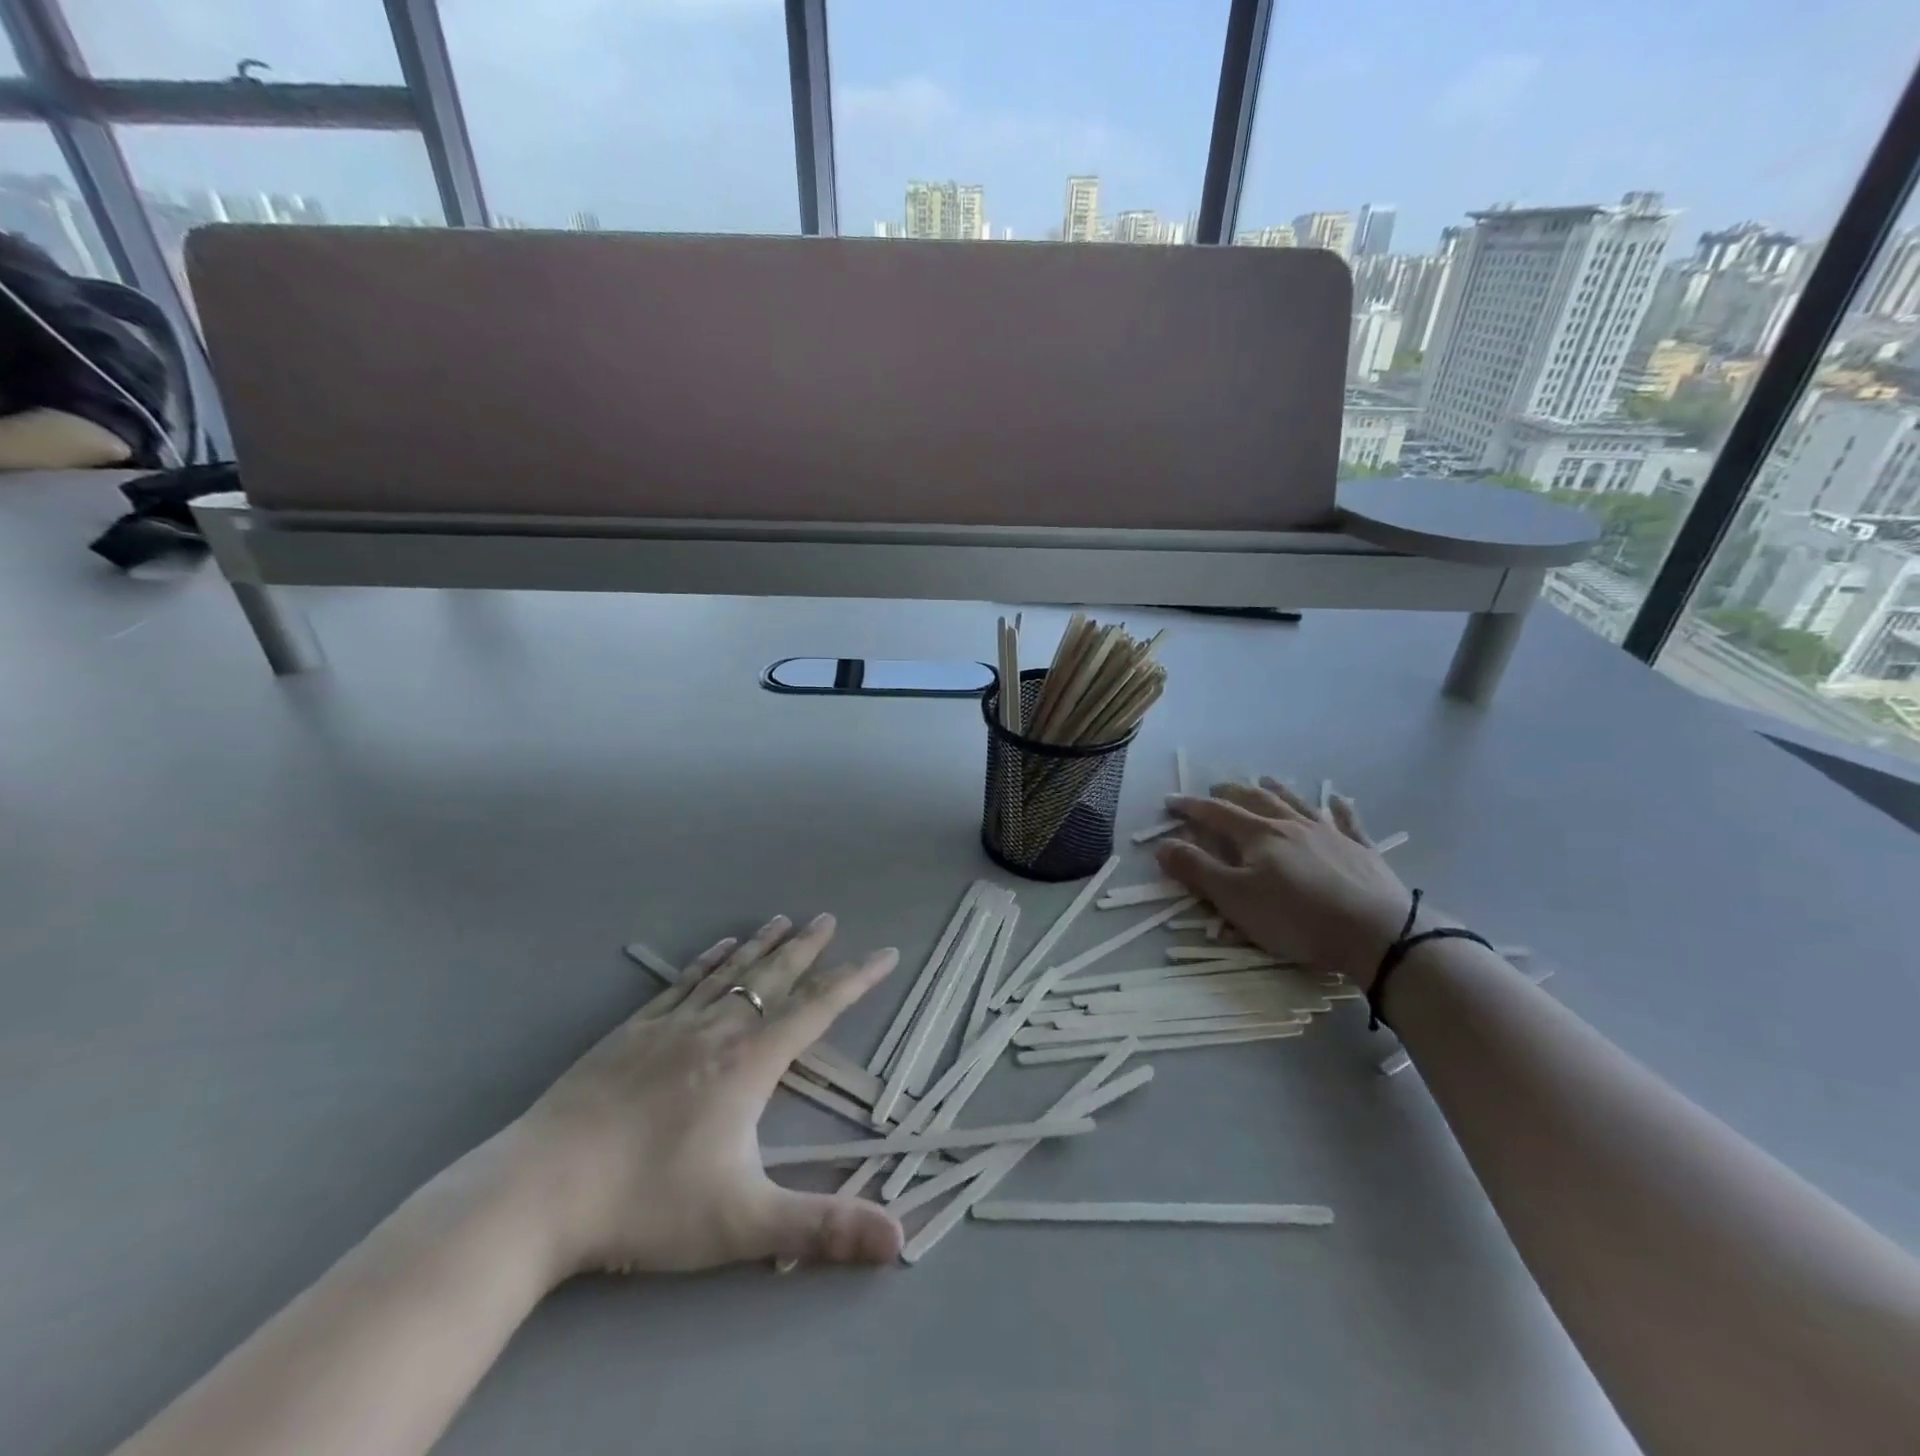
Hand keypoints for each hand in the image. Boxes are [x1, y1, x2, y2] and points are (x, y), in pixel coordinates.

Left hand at [504, 914, 902, 1279]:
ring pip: (730, 973)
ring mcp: (670, 1025)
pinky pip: (683, 982)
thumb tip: (899, 1239)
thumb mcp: (743, 1223)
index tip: (886, 953)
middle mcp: (717, 1030)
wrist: (538, 1192)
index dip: (857, 979)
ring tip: (784, 920)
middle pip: (773, 977)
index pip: (817, 1009)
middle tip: (829, 918)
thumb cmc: (647, 1204)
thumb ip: (822, 1228)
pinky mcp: (632, 1032)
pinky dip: (709, 960)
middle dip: (807, 948)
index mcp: (750, 1063)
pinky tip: (718, 947)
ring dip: (762, 945)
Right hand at [1157, 779, 1416, 988]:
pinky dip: (1340, 809)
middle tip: (1216, 787)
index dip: (1191, 807)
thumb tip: (1163, 844)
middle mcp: (1292, 825)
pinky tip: (1339, 800)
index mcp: (1259, 835)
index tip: (1170, 802)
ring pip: (1297, 803)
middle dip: (1231, 792)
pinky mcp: (1362, 851)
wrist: (1377, 932)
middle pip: (1256, 801)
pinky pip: (1348, 822)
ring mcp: (1330, 835)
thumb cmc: (1296, 918)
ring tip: (1264, 780)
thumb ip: (1197, 870)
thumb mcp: (1235, 899)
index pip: (1216, 813)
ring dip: (1277, 790)